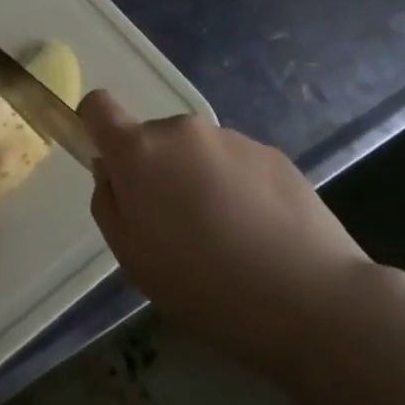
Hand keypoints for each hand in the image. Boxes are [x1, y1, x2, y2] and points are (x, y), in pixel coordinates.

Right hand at [81, 90, 369, 350]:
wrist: (308, 298)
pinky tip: (260, 235)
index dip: (96, 126)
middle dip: (157, 172)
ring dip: (199, 181)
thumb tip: (112, 171)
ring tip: (227, 238)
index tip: (111, 164)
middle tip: (178, 227)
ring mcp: (231, 138)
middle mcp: (182, 131)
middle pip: (153, 139)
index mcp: (139, 151)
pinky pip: (237, 165)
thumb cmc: (202, 284)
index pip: (99, 107)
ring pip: (198, 153)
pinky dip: (238, 189)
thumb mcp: (131, 257)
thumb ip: (109, 202)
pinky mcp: (273, 154)